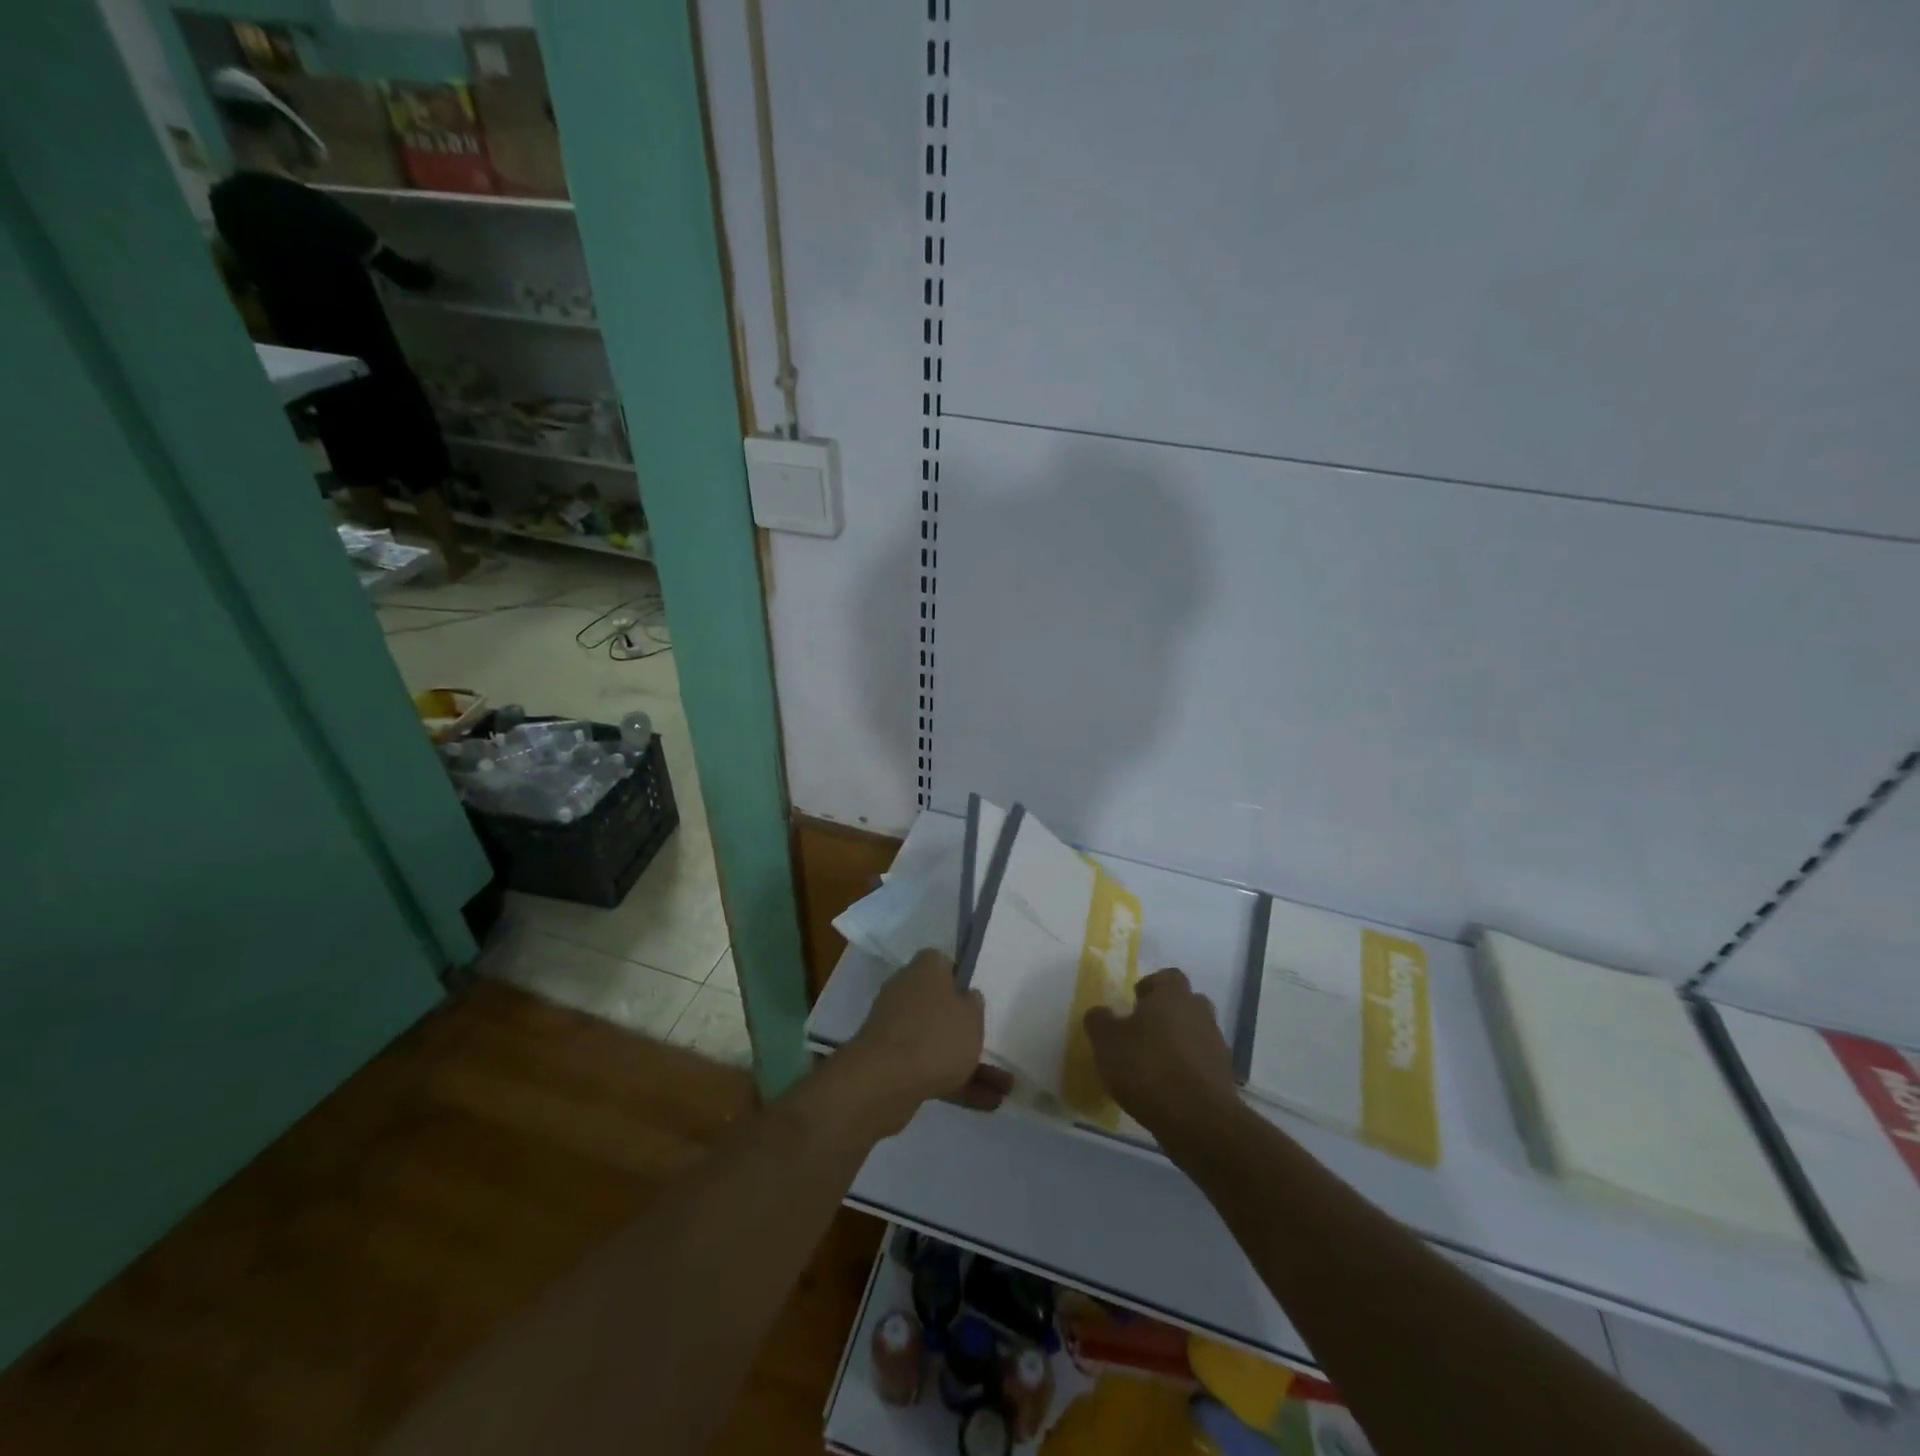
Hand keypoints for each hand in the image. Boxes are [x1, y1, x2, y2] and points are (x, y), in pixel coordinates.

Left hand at [843, 950, 1005, 1134]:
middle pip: (940, 1005)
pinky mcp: (892, 1063)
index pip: (942, 963)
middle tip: (993, 1044)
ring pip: (938, 1041)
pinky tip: (987, 1103)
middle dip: (967, 1029)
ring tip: (1005, 1089)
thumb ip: (973, 1005)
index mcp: (924, 970)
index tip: (977, 997)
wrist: (884, 1082)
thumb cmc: (936, 1036)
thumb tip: (966, 997)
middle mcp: (906, 993)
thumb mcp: (971, 1016)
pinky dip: (955, 1082)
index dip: (961, 977)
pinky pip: (929, 1067)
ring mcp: (897, 1029)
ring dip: (969, 1063)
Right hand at [1085, 968, 1239, 1144]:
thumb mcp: (1107, 1042)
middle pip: (1186, 1003)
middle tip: (1143, 1031)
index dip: (1151, 986)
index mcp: (1173, 995)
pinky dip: (1188, 1069)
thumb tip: (1100, 1012)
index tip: (1134, 1003)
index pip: (1167, 976)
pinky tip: (1169, 1088)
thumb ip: (1099, 1021)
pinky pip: (1202, 1063)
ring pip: (1196, 1033)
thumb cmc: (1147, 1068)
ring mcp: (1216, 1045)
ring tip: (1154, 1063)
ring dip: (1179, 1043)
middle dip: (1167, 1014)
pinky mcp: (1224, 1077)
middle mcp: (1199, 1012)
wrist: (1198, 1120)